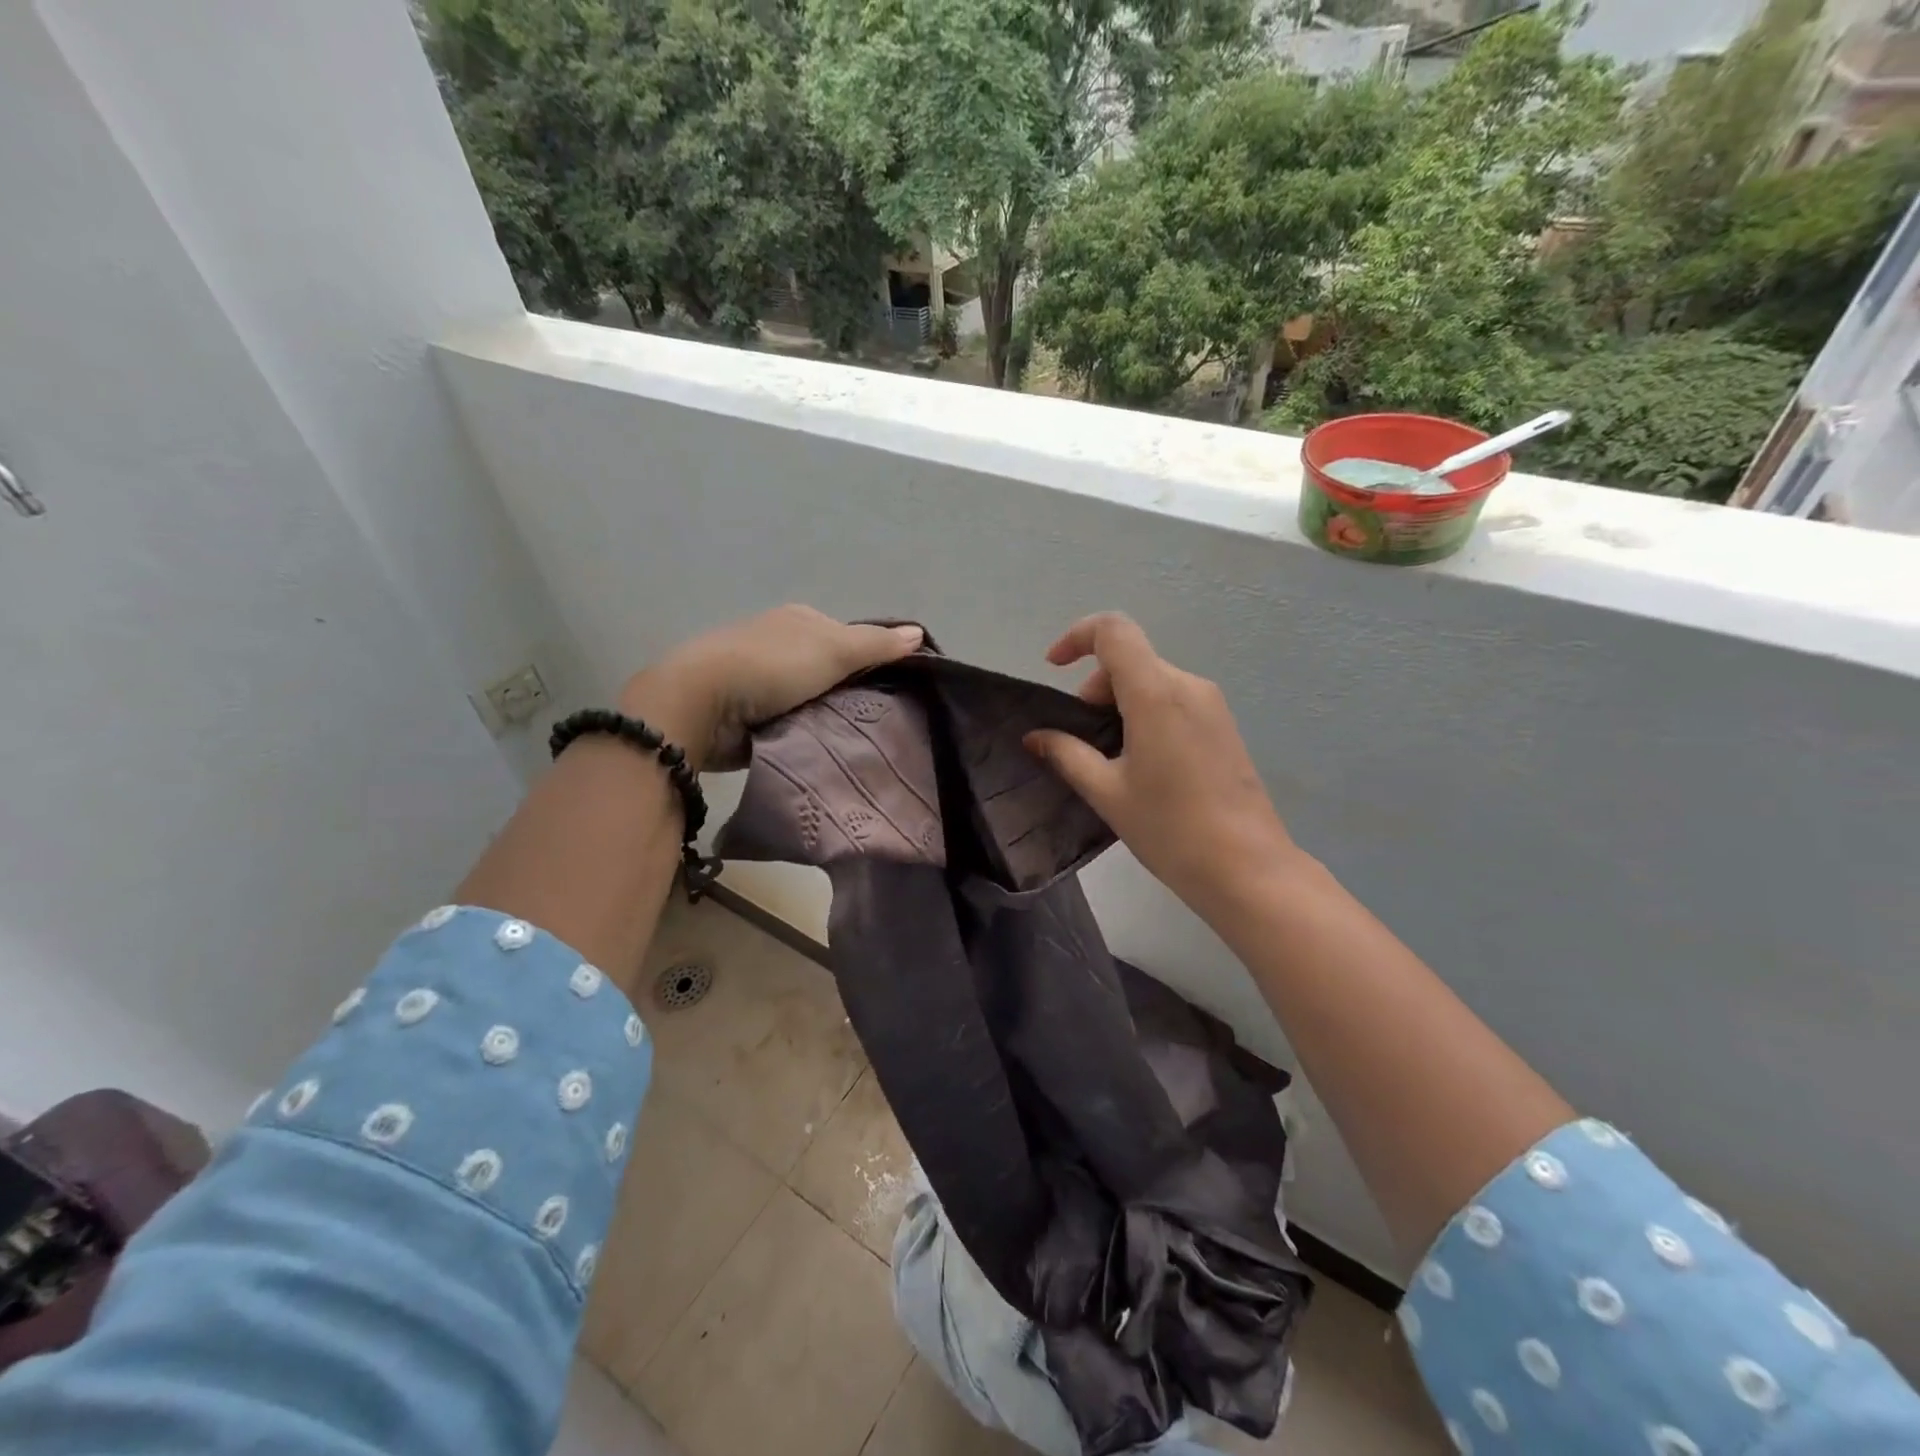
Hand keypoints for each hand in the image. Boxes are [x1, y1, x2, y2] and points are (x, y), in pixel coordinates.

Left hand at [620, 606, 923, 771]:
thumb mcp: (833, 649)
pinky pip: (792, 725)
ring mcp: (762, 681)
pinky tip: (827, 751)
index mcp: (800, 621)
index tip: (899, 690)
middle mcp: (781, 645)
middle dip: (854, 694)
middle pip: (832, 671)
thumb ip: (877, 644)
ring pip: (813, 701)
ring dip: (830, 718)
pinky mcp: (750, 715)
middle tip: (884, 722)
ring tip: (862, 743)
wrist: (702, 704)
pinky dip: (807, 736)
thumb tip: (919, 632)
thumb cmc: (771, 666)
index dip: (875, 661)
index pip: (850, 638)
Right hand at [1024, 613, 1296, 918]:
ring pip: (1152, 680)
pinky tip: (1143, 762)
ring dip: (1119, 702)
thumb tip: (1036, 738)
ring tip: (1111, 757)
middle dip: (1095, 687)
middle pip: (1130, 659)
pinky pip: (1174, 700)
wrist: (1247, 868)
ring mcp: (1212, 704)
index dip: (1077, 637)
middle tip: (1082, 738)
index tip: (1054, 668)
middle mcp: (1188, 686)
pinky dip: (1146, 713)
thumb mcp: (1107, 793)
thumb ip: (1067, 755)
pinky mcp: (1223, 725)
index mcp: (1156, 693)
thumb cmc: (1169, 829)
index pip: (1113, 630)